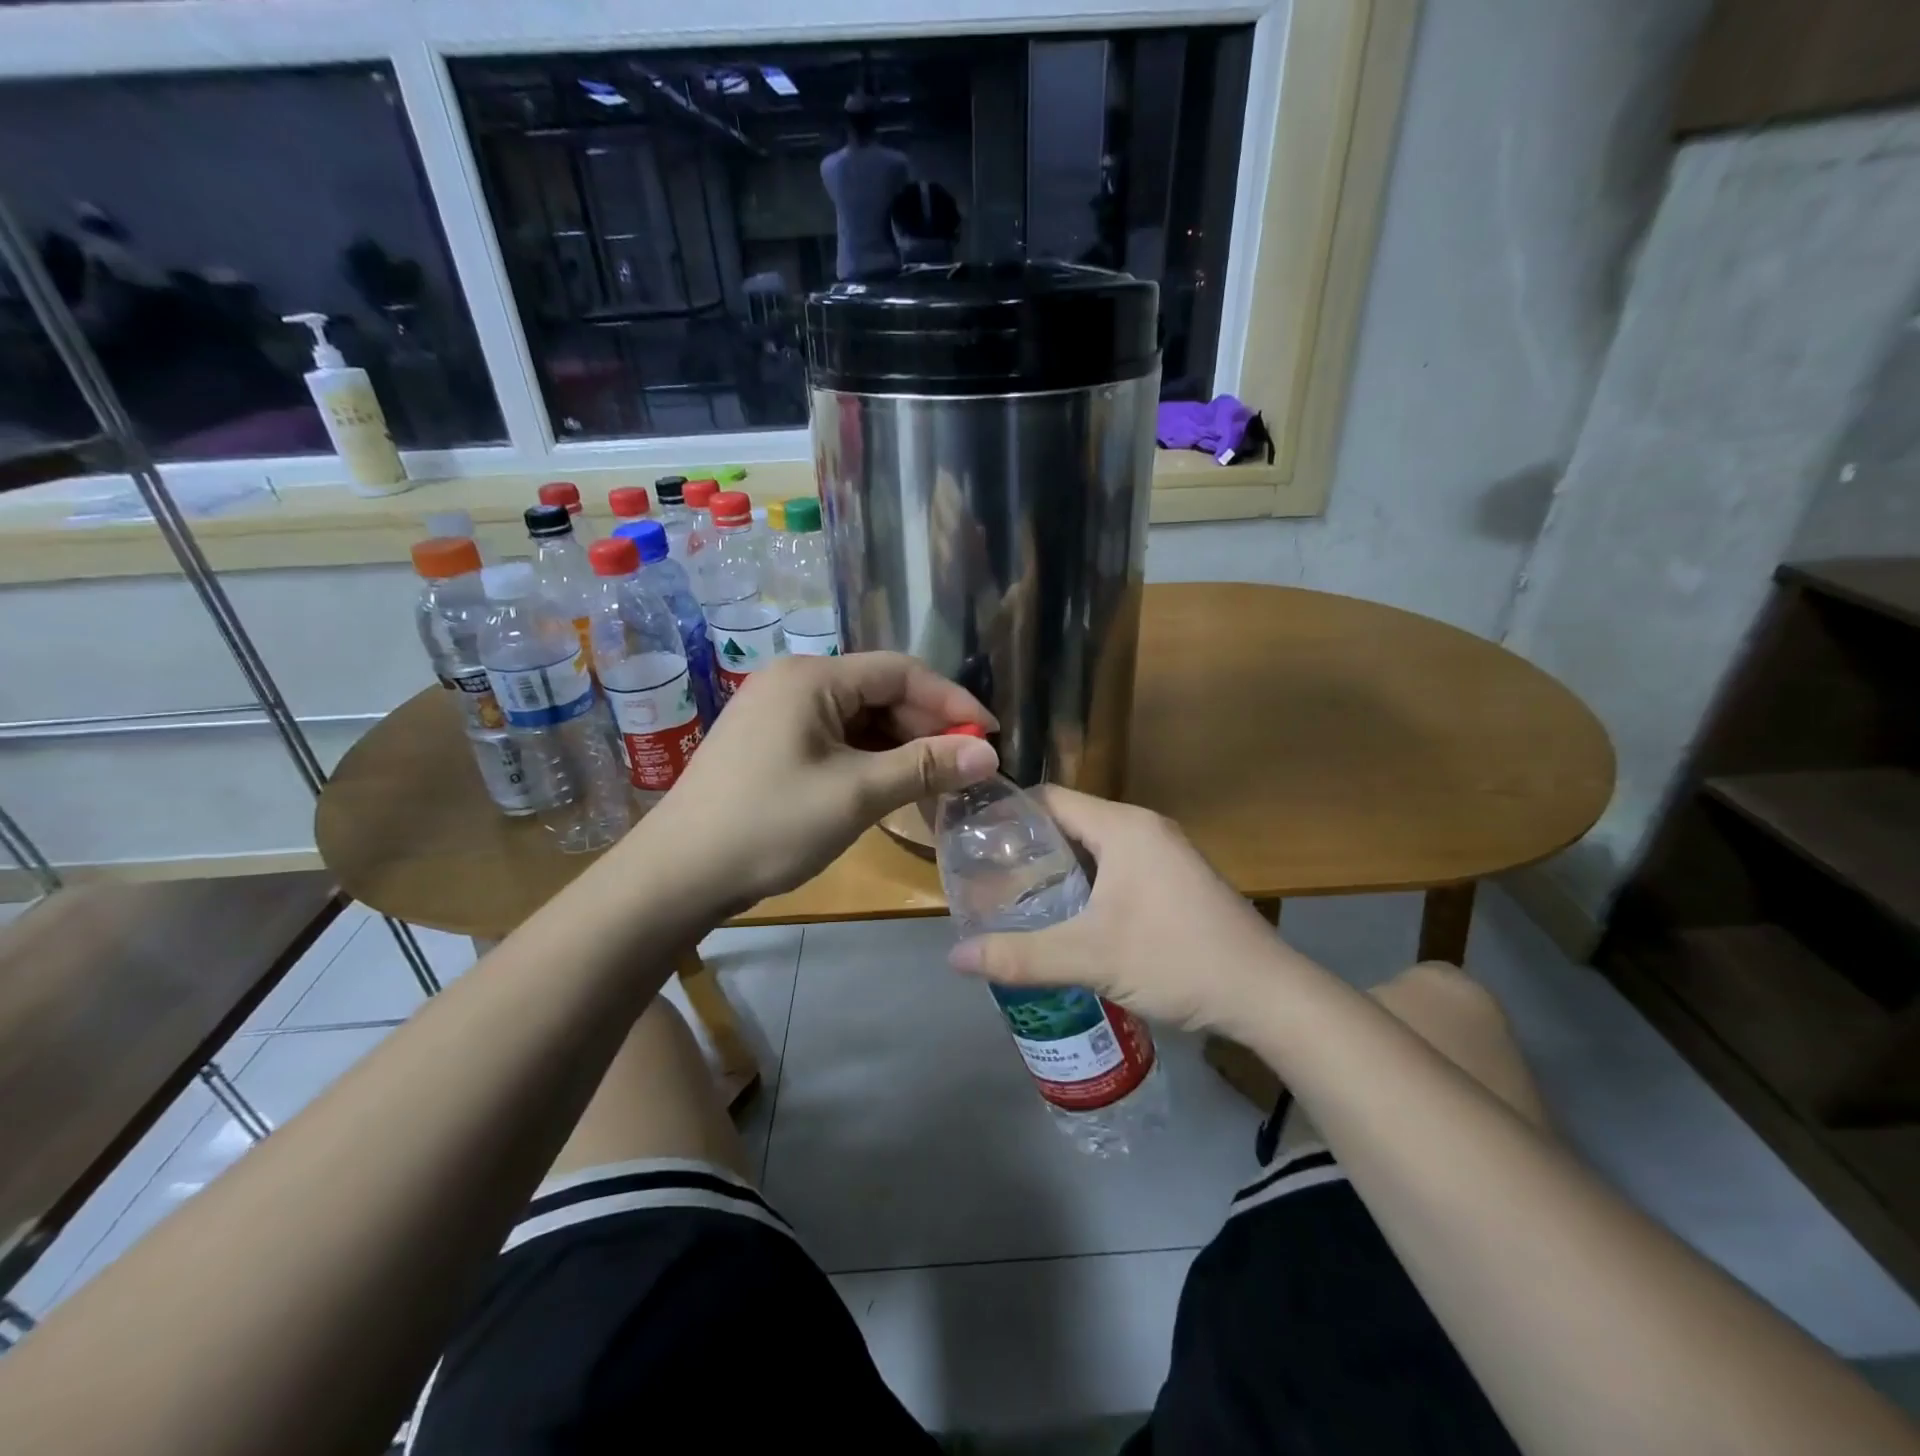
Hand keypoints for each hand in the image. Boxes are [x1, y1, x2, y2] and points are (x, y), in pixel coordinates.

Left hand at [634, 653, 998, 913]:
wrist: (677, 876)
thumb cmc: (770, 825)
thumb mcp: (856, 795)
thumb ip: (925, 767)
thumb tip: (988, 754)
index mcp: (812, 678)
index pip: (900, 672)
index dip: (951, 702)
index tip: (989, 737)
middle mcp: (794, 682)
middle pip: (879, 693)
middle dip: (927, 729)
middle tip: (965, 769)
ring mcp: (777, 713)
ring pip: (859, 720)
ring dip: (900, 749)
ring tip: (936, 785)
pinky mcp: (770, 743)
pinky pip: (835, 740)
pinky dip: (869, 761)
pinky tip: (891, 788)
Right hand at [947, 787, 1286, 1031]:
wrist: (1268, 996)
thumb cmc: (1177, 959)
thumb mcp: (1091, 958)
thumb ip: (1020, 955)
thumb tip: (954, 957)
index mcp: (1123, 826)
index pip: (1050, 799)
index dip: (1007, 816)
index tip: (972, 842)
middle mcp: (1144, 828)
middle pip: (1070, 823)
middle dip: (1028, 850)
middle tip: (987, 880)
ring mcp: (1165, 854)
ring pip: (1094, 849)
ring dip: (1057, 871)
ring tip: (1015, 901)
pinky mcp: (1175, 882)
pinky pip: (1116, 869)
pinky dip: (1086, 886)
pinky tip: (1066, 919)